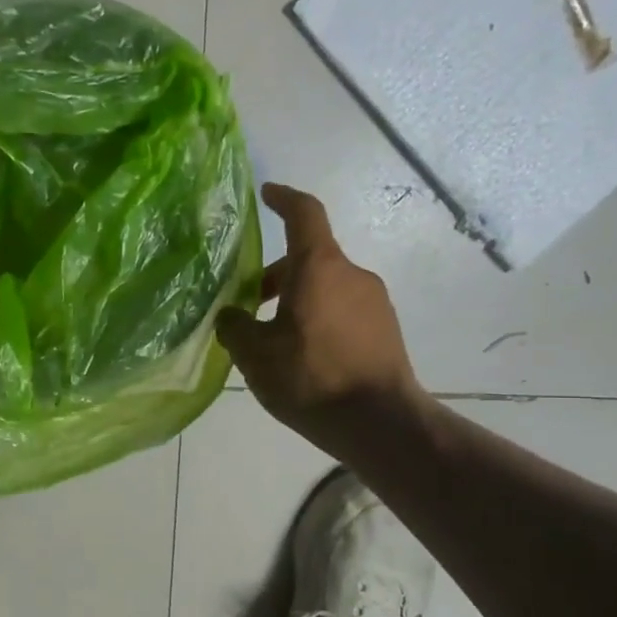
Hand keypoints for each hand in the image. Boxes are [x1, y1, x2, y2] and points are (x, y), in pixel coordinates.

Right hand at [216, 183, 425, 453]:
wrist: (380, 423)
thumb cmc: (311, 379)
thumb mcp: (255, 355)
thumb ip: (235, 328)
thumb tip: (232, 316)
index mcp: (319, 268)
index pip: (304, 214)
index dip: (284, 199)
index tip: (267, 194)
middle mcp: (352, 274)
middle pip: (309, 259)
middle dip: (275, 275)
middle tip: (247, 305)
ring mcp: (374, 302)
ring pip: (325, 287)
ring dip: (296, 301)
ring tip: (272, 340)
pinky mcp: (385, 329)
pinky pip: (343, 310)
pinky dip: (318, 319)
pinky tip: (302, 357)